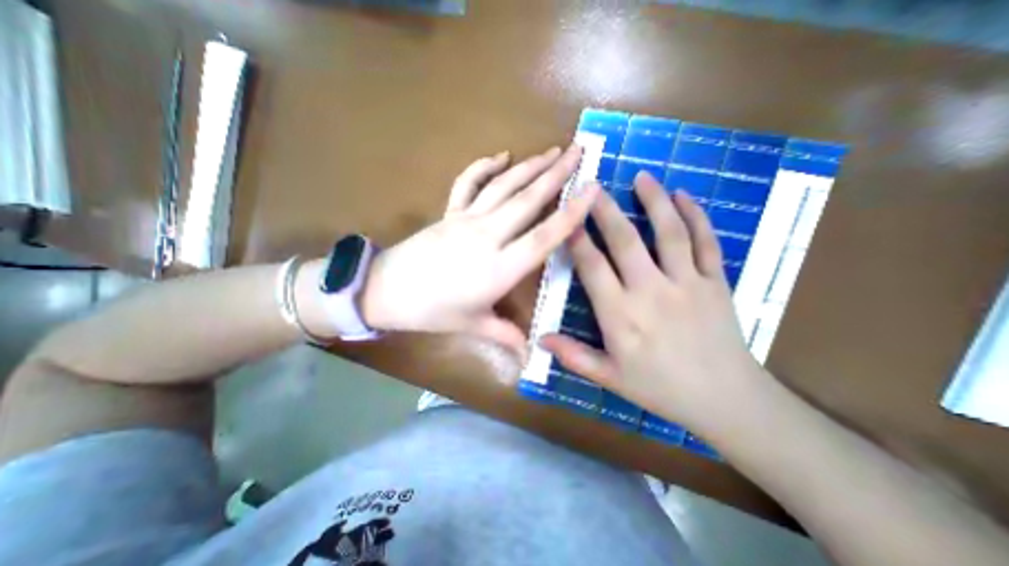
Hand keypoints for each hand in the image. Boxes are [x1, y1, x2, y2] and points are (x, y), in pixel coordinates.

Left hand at [363, 143, 596, 359]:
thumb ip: (507, 336)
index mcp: (498, 269)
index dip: (570, 214)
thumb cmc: (432, 312)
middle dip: (556, 174)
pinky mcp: (449, 212)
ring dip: (529, 166)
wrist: (386, 291)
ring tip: (552, 151)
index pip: (543, 237)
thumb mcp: (473, 325)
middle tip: (579, 151)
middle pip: (527, 201)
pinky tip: (501, 155)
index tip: (592, 190)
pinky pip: (468, 183)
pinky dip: (484, 166)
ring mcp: (466, 220)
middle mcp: (487, 237)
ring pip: (503, 187)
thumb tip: (532, 354)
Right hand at [540, 172, 761, 432]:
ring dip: (654, 200)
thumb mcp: (610, 379)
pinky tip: (684, 196)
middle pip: (626, 240)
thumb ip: (574, 356)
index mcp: (621, 315)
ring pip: (669, 232)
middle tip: (594, 184)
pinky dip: (696, 216)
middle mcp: (651, 291)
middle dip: (606, 210)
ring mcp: (688, 283)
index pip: (593, 267)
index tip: (568, 216)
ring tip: (642, 176)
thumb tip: (540, 339)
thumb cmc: (661, 389)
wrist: (726, 401)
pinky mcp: (717, 282)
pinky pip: (707, 242)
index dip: (578, 239)